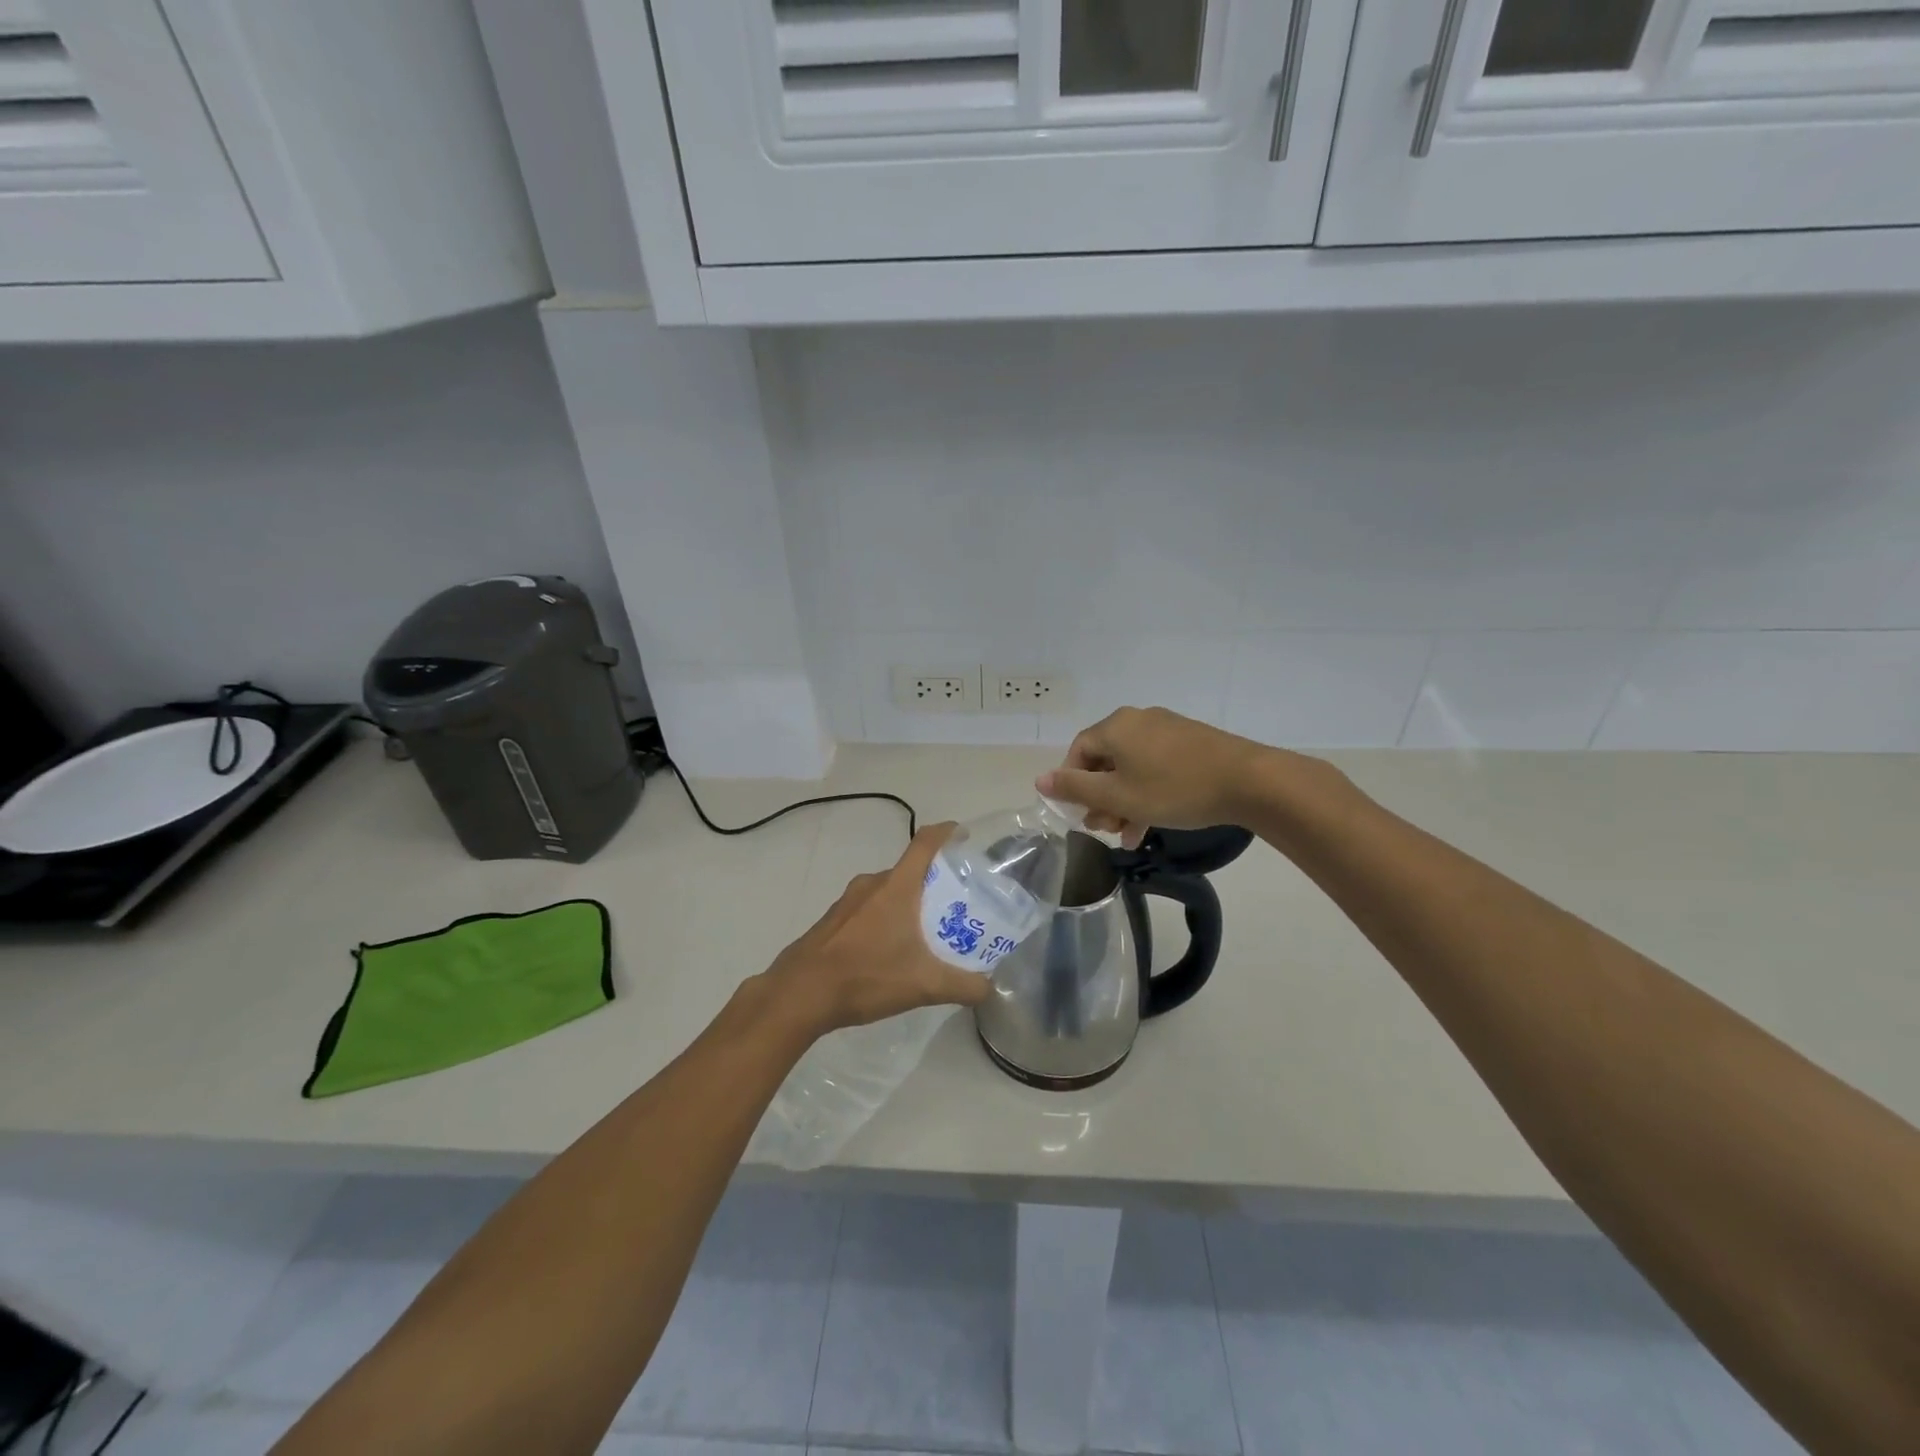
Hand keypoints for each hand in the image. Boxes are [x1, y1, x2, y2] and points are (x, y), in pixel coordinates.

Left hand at [759, 824, 989, 1037]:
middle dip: (934, 882)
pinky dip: (885, 918)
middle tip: (956, 904)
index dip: (947, 832)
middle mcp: (872, 883)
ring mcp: (848, 901)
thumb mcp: (924, 985)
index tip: (965, 836)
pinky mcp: (832, 920)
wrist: (800, 993)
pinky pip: (867, 908)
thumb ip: (963, 986)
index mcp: (897, 886)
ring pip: (887, 891)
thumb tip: (989, 988)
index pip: (925, 842)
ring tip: (927, 930)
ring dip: (908, 903)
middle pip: (909, 869)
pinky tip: (890, 950)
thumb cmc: (866, 976)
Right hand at [1036, 707, 1269, 847]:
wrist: (1248, 781)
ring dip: (1124, 802)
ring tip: (1128, 836)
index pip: (1078, 752)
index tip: (1079, 814)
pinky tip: (1151, 824)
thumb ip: (1076, 789)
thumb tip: (1040, 780)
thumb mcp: (1118, 796)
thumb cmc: (1173, 789)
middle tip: (1105, 830)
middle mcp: (1137, 720)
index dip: (1072, 784)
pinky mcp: (1190, 742)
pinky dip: (1147, 793)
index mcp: (1115, 727)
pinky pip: (1156, 767)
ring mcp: (1167, 730)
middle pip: (1105, 761)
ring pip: (1131, 768)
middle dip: (1100, 799)